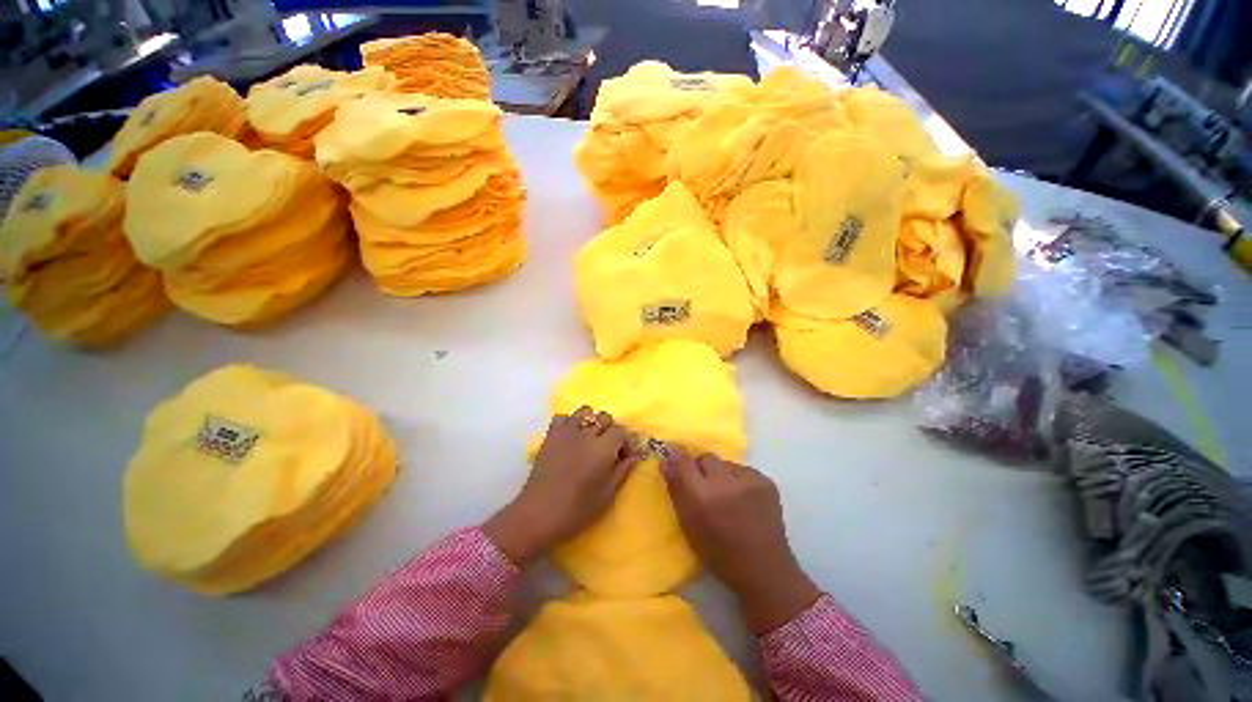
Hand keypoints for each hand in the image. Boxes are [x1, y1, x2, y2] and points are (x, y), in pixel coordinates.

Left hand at [484, 407, 640, 566]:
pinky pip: (562, 417)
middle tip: (609, 450)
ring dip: (591, 422)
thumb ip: (623, 472)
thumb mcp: (607, 495)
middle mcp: (586, 434)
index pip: (621, 431)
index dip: (626, 443)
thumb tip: (634, 457)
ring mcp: (566, 432)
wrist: (537, 515)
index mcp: (603, 448)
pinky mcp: (550, 436)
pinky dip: (569, 423)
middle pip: (604, 417)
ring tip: (590, 440)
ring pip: (585, 411)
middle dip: (611, 430)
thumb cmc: (576, 510)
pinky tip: (571, 438)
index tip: (624, 458)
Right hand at [661, 449, 820, 634]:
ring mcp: (749, 479)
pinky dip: (738, 480)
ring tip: (726, 496)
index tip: (672, 456)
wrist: (764, 570)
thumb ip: (676, 489)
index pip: (683, 460)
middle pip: (705, 457)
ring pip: (724, 463)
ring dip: (720, 474)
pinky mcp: (766, 481)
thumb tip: (665, 460)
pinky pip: (742, 470)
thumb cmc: (719, 553)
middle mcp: (726, 481)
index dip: (677, 456)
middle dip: (700, 469)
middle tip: (703, 487)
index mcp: (703, 496)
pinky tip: (743, 499)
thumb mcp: (688, 525)